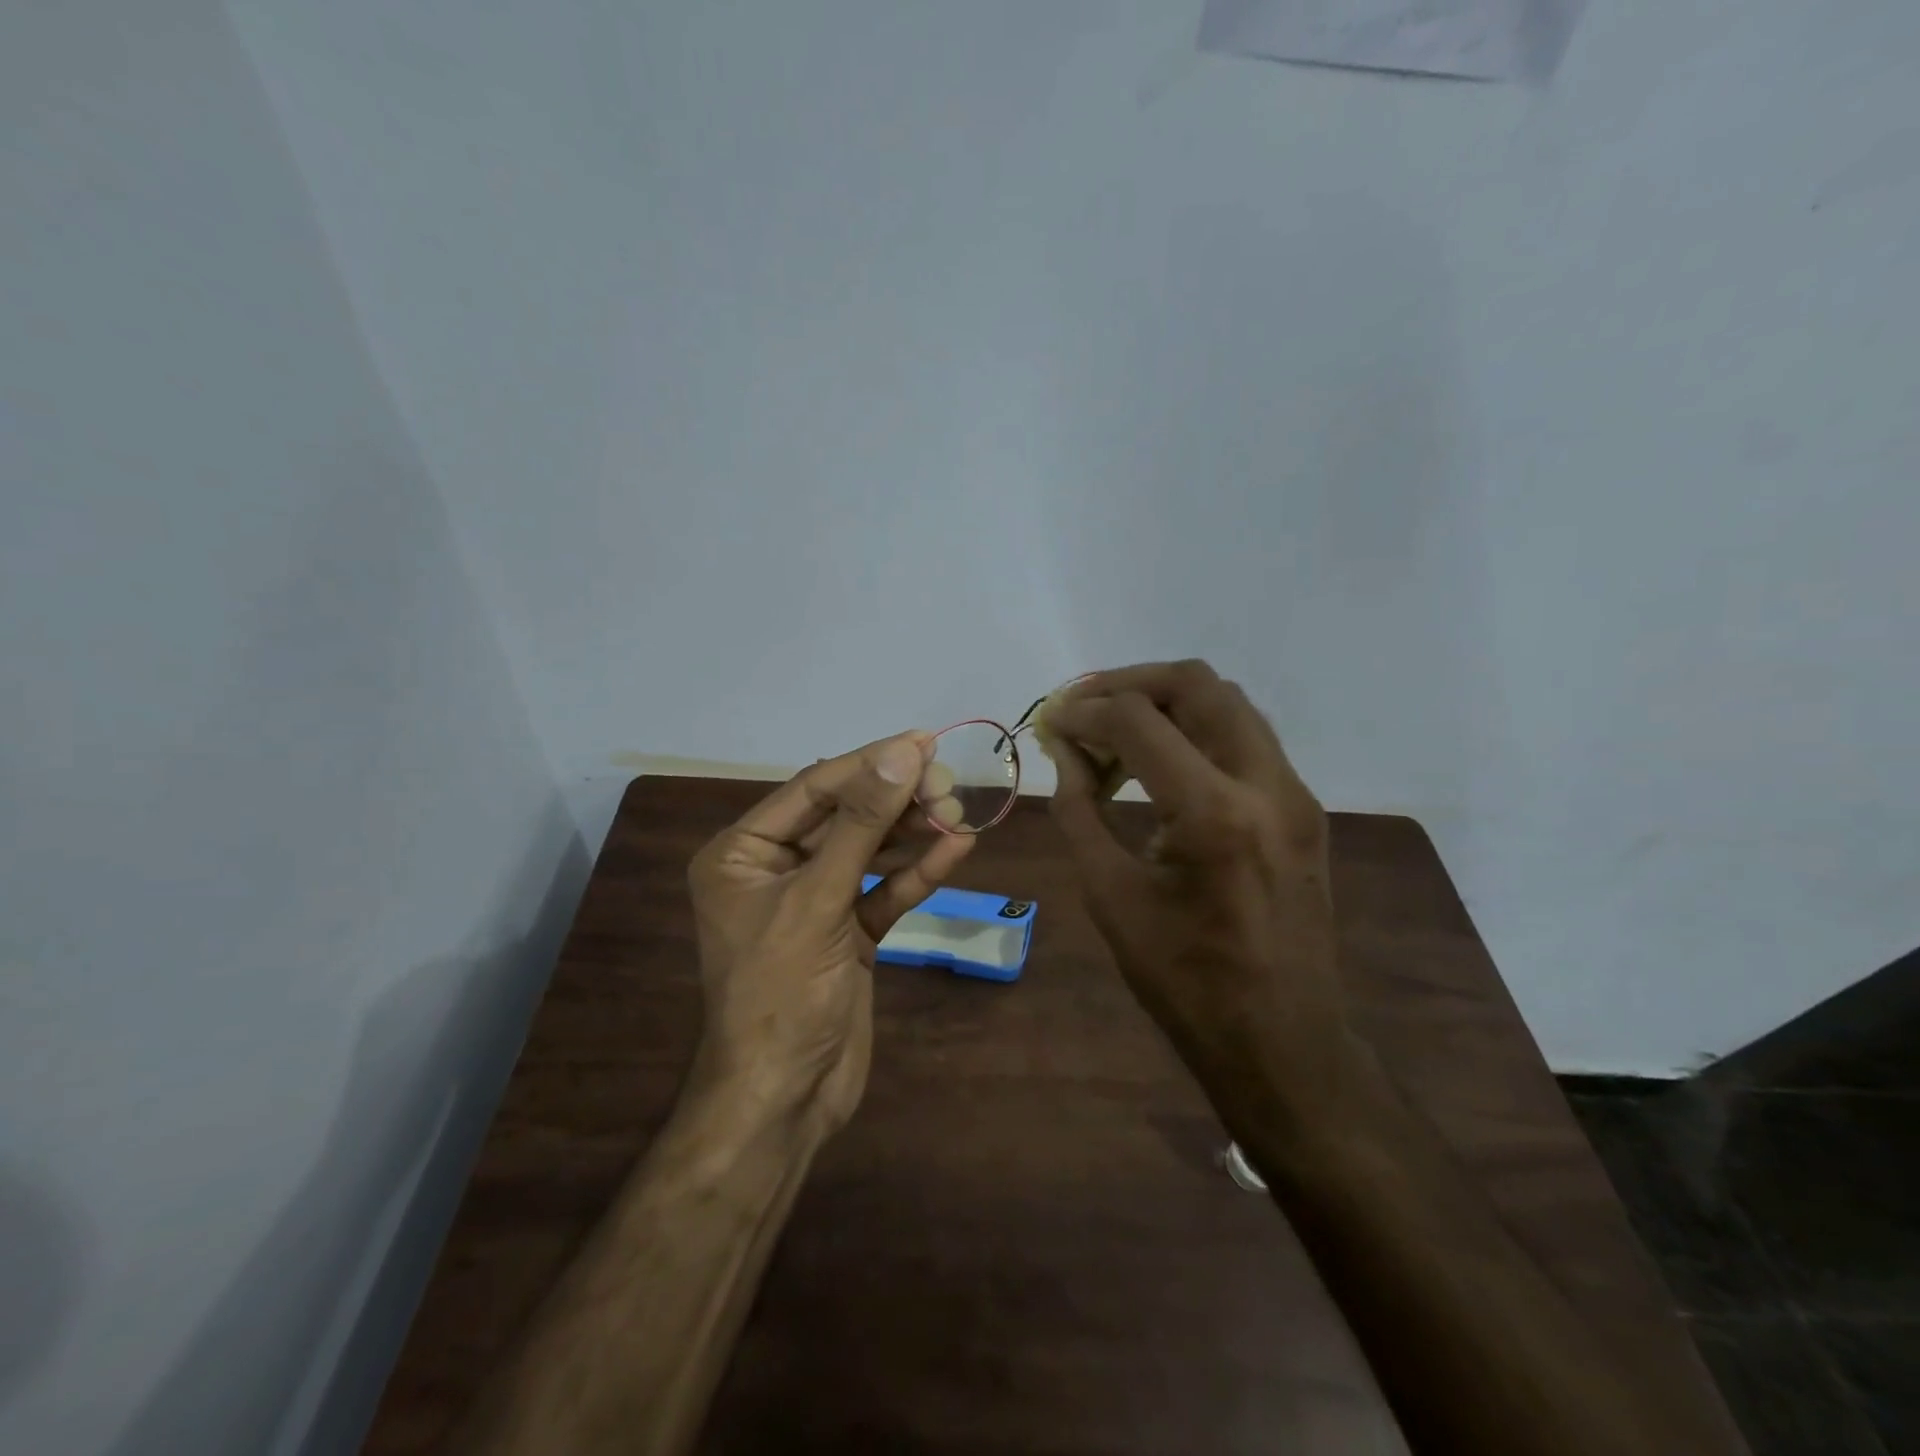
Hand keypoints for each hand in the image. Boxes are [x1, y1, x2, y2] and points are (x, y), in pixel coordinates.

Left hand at [685, 732, 974, 1138]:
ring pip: (869, 851)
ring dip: (913, 832)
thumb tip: (901, 753)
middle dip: (897, 800)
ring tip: (960, 811)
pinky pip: (883, 891)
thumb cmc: (781, 995)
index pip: (814, 789)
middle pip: (845, 816)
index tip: (924, 742)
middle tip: (950, 784)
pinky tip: (957, 849)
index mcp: (742, 853)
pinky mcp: (847, 932)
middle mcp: (775, 869)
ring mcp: (814, 902)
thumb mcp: (818, 901)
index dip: (870, 763)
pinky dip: (917, 872)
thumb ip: (861, 825)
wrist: (784, 1102)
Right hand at [1039, 661, 1349, 1117]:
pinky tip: (1158, 763)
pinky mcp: (1302, 807)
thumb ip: (1079, 810)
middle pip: (1196, 684)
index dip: (1082, 711)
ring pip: (1227, 702)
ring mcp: (1294, 793)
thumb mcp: (1110, 895)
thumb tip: (1064, 750)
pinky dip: (1194, 730)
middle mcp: (1266, 784)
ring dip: (1164, 702)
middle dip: (1127, 684)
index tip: (1049, 724)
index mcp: (1214, 814)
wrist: (1283, 1041)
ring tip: (1114, 733)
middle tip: (1081, 707)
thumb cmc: (1184, 982)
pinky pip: (1244, 737)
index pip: (1137, 720)